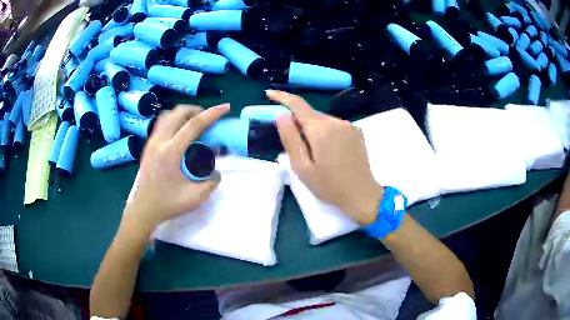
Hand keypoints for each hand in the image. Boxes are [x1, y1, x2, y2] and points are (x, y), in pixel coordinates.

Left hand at [123, 104, 229, 231]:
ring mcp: (151, 142)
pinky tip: (180, 133)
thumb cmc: (168, 204)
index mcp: (171, 152)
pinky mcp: (148, 146)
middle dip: (196, 109)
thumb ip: (211, 182)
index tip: (226, 107)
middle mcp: (160, 141)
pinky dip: (174, 120)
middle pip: (178, 112)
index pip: (194, 124)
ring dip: (183, 113)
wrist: (144, 209)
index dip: (212, 113)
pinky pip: (161, 123)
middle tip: (207, 118)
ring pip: (168, 115)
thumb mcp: (195, 197)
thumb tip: (217, 171)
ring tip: (193, 122)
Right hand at [267, 90, 382, 225]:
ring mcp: (349, 125)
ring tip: (314, 153)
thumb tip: (281, 115)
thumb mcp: (302, 167)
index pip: (297, 104)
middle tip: (294, 144)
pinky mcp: (356, 132)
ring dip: (313, 129)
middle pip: (310, 114)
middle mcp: (336, 121)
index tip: (269, 94)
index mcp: (320, 129)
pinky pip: (335, 126)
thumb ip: (290, 139)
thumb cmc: (329, 185)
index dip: (281, 97)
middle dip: (298, 122)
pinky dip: (326, 132)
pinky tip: (329, 151)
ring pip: (323, 121)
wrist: (361, 195)